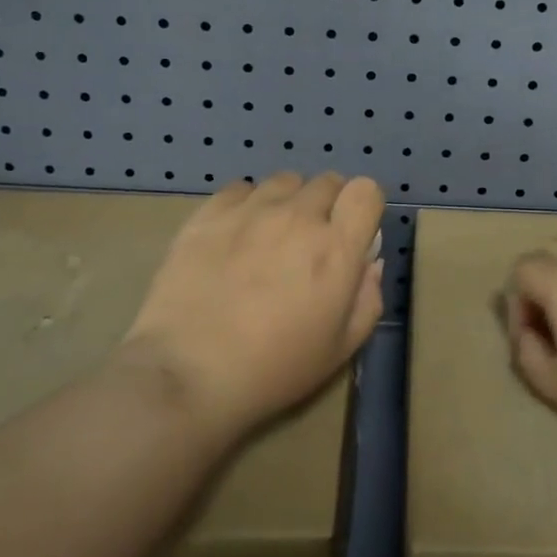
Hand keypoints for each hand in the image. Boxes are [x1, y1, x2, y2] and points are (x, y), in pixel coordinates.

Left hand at [117, 171, 385, 438]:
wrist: (187, 375)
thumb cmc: (273, 369)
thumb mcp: (341, 349)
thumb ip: (368, 298)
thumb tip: (369, 262)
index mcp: (336, 248)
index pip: (366, 190)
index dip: (363, 207)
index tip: (353, 232)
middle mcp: (298, 216)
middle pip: (327, 181)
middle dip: (328, 205)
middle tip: (311, 242)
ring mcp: (251, 210)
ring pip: (284, 181)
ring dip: (288, 201)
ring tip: (271, 234)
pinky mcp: (209, 213)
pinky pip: (241, 188)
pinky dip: (247, 204)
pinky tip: (236, 234)